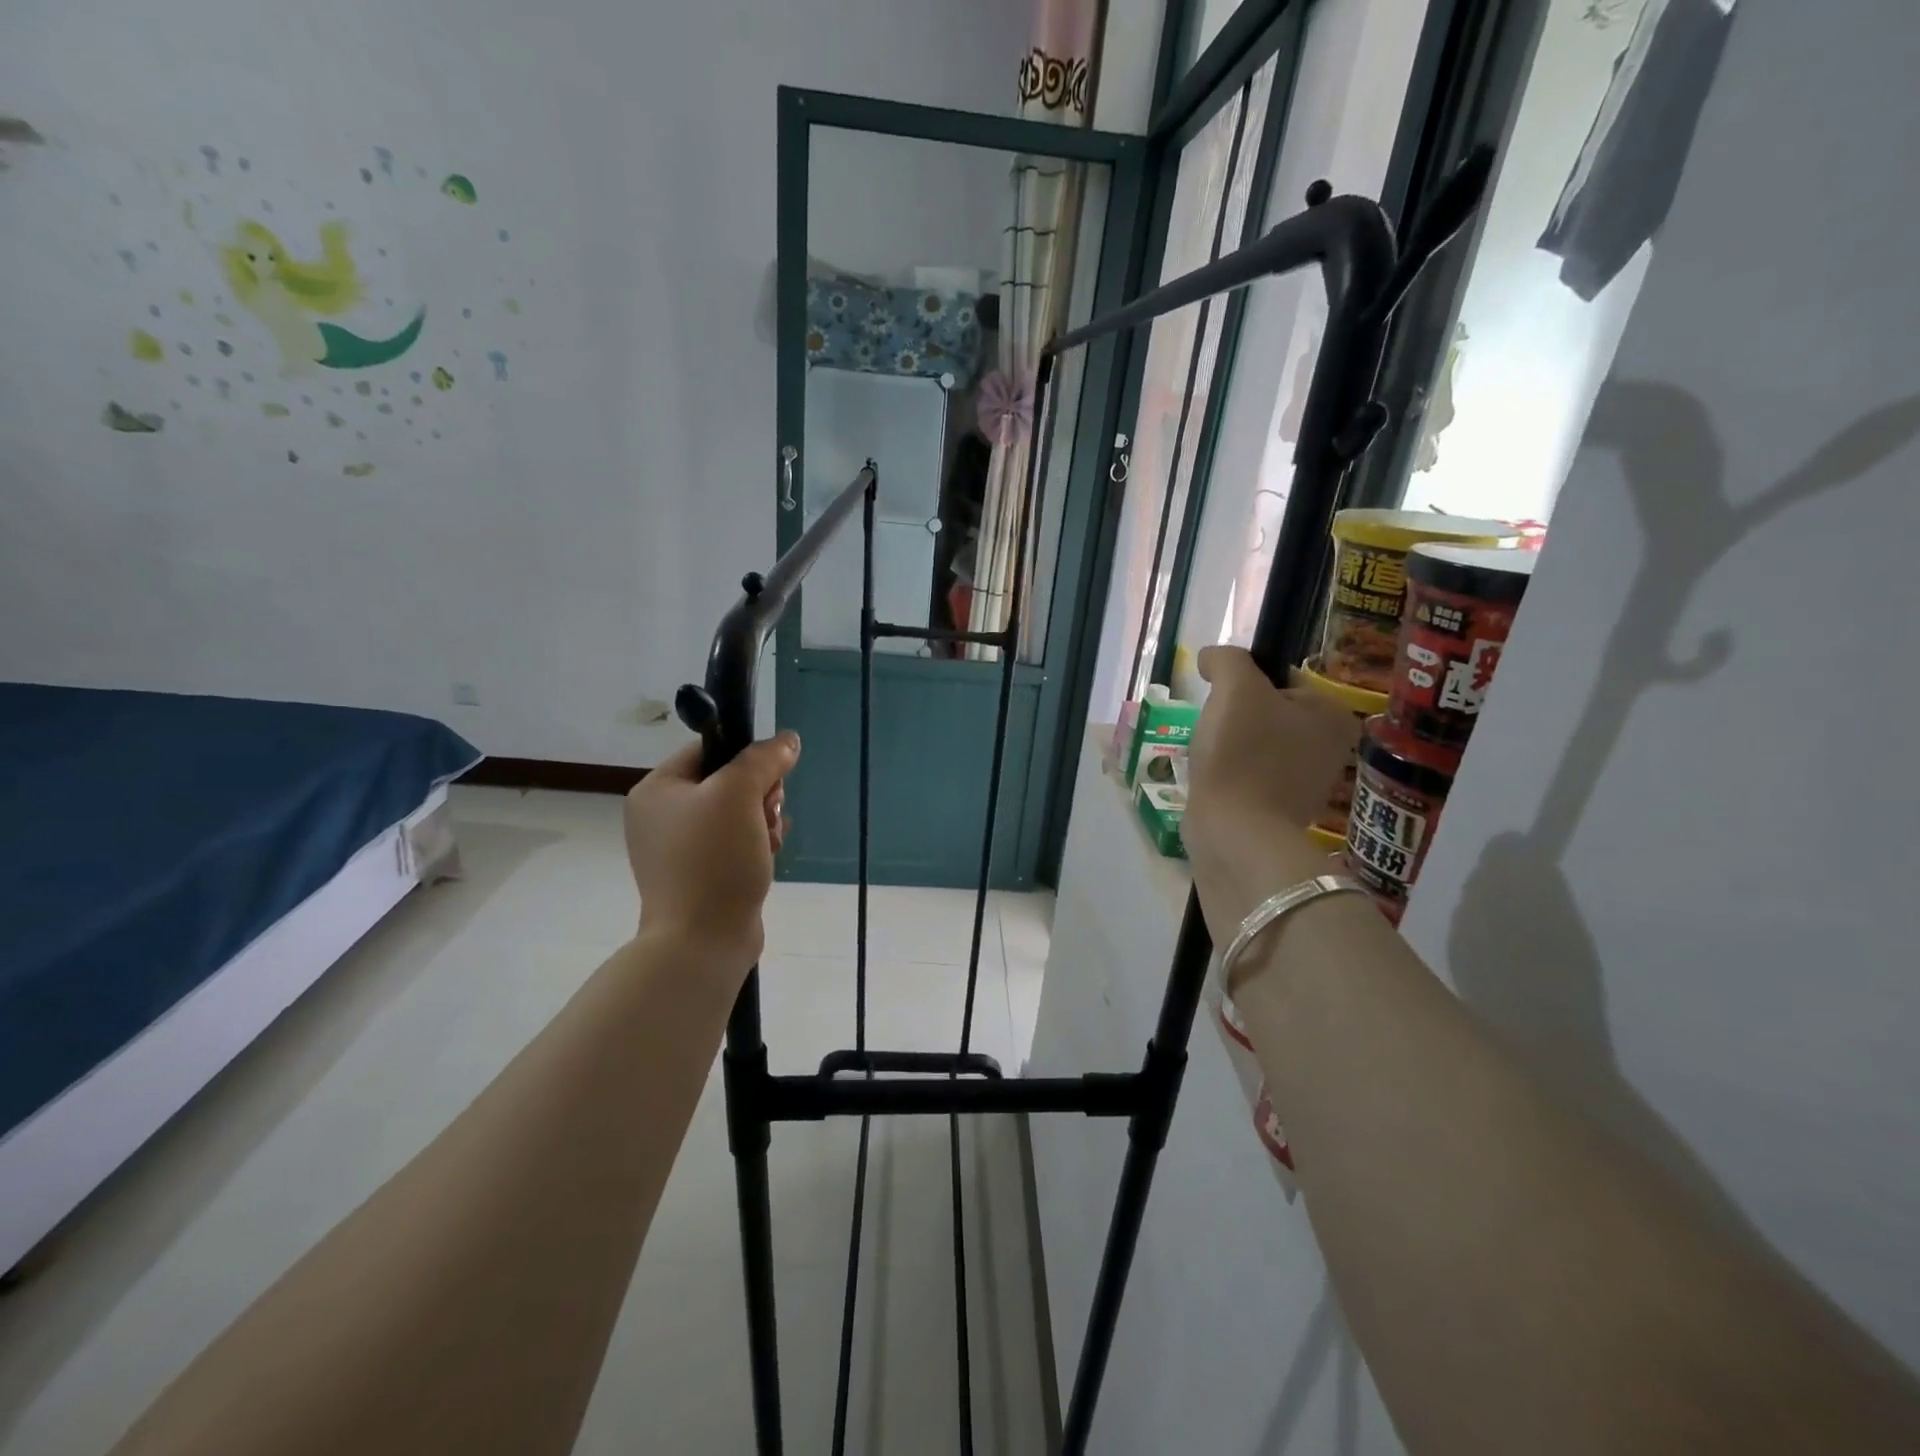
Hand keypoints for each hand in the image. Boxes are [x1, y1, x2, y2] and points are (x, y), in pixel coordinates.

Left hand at [624, 731, 800, 978]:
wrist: (702, 941)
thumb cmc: (714, 860)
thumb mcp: (739, 795)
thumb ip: (763, 759)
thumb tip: (787, 740)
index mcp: (657, 790)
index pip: (709, 750)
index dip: (747, 758)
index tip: (769, 779)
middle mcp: (662, 816)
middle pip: (727, 782)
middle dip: (759, 795)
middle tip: (767, 814)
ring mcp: (680, 849)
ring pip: (737, 814)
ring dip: (763, 822)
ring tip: (768, 842)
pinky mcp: (700, 875)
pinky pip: (735, 844)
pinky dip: (756, 846)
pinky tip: (767, 857)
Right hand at [1184, 646, 1359, 936]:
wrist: (1235, 833)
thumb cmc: (1242, 755)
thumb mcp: (1236, 688)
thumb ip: (1227, 659)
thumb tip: (1212, 658)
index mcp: (1332, 714)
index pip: (1279, 677)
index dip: (1241, 684)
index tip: (1222, 703)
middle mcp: (1329, 747)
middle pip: (1265, 711)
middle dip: (1233, 719)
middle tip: (1214, 733)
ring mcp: (1305, 782)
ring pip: (1252, 743)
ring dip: (1226, 747)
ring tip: (1210, 759)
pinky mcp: (1279, 808)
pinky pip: (1247, 774)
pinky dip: (1227, 774)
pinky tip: (1213, 781)